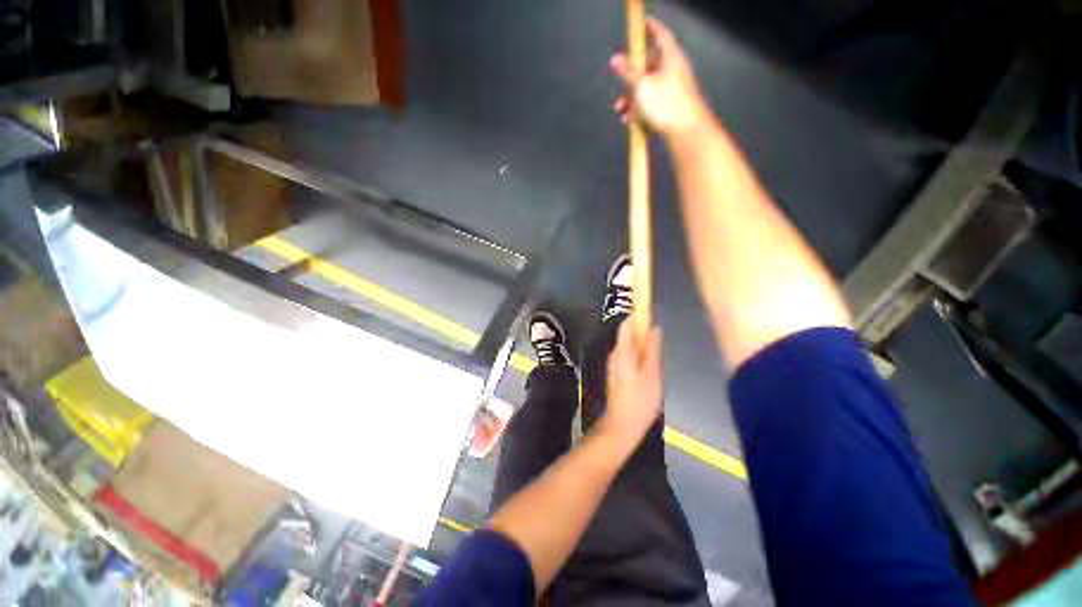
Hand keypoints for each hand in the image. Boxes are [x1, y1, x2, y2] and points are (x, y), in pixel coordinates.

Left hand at [598, 322, 663, 446]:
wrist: (621, 426)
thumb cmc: (639, 400)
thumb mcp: (652, 374)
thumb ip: (653, 350)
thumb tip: (655, 328)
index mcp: (622, 351)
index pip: (626, 325)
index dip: (637, 316)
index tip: (651, 312)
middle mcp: (615, 354)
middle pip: (628, 336)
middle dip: (643, 334)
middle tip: (660, 342)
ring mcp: (614, 365)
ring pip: (629, 348)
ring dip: (642, 347)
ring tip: (658, 358)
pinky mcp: (616, 374)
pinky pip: (628, 358)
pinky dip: (639, 357)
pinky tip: (650, 370)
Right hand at [610, 18, 709, 137]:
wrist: (685, 132)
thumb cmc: (665, 104)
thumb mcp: (641, 86)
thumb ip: (628, 72)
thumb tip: (615, 59)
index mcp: (670, 57)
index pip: (659, 34)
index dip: (649, 27)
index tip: (639, 23)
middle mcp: (673, 70)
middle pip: (650, 64)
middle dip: (632, 73)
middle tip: (620, 79)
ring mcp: (674, 90)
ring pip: (648, 87)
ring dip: (632, 97)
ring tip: (621, 109)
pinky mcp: (671, 107)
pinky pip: (652, 104)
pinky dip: (640, 109)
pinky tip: (630, 120)